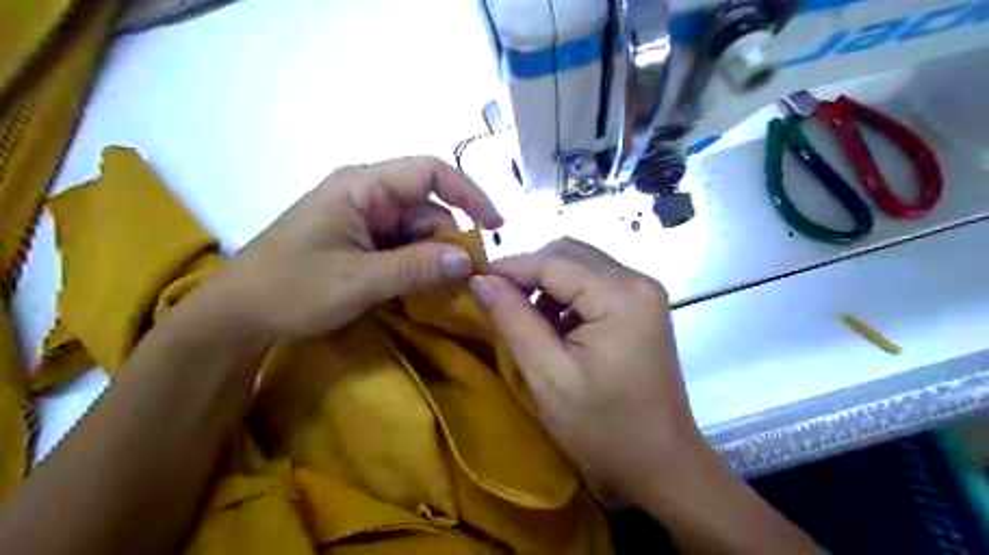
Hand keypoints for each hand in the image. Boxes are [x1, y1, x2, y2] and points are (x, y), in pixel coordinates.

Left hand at [207, 157, 502, 338]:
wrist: (237, 316)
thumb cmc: (290, 289)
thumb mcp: (358, 280)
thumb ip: (416, 268)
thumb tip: (469, 260)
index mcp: (362, 188)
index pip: (429, 172)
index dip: (469, 193)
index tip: (496, 225)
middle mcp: (367, 197)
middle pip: (427, 208)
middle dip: (452, 240)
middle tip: (470, 278)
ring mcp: (363, 221)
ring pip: (417, 231)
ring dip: (436, 257)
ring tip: (448, 289)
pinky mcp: (361, 243)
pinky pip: (402, 247)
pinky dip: (419, 266)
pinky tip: (425, 288)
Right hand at [469, 239, 707, 497]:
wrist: (662, 463)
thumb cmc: (603, 427)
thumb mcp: (547, 375)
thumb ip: (512, 319)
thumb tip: (480, 279)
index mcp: (620, 295)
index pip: (553, 261)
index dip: (509, 267)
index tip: (473, 280)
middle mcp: (637, 280)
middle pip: (569, 254)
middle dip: (528, 272)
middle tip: (497, 300)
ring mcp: (643, 291)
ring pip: (579, 265)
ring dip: (546, 283)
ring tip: (525, 318)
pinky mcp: (641, 305)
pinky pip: (593, 283)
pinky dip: (565, 295)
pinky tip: (554, 325)